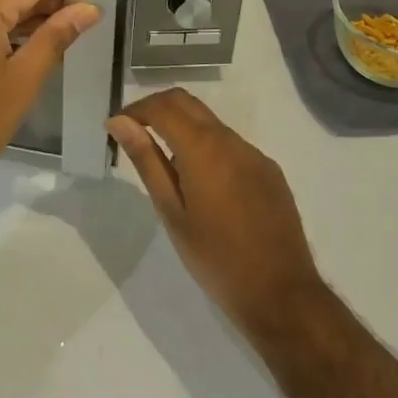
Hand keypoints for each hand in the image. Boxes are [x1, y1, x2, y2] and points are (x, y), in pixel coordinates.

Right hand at [108, 89, 322, 331]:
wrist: (281, 295)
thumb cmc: (216, 258)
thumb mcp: (172, 212)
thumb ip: (147, 160)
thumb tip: (120, 122)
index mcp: (203, 147)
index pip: (163, 106)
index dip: (136, 109)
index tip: (116, 126)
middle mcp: (231, 140)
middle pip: (187, 103)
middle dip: (157, 108)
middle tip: (134, 133)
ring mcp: (254, 154)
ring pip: (210, 123)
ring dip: (183, 128)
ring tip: (167, 167)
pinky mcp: (269, 171)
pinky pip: (232, 145)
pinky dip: (208, 148)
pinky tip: (204, 186)